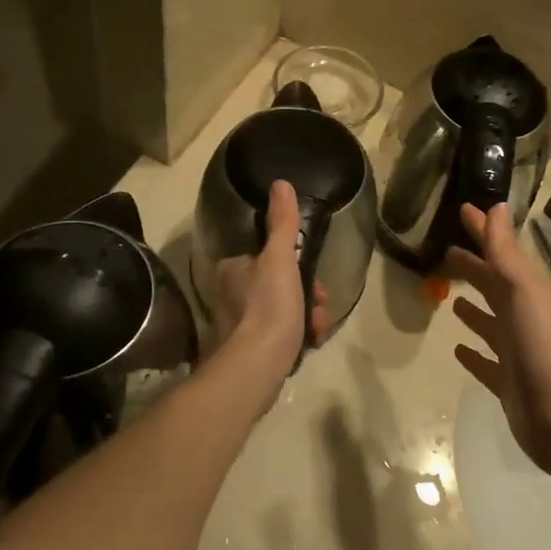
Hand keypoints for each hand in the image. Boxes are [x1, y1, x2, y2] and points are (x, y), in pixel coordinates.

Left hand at [211, 180, 331, 373]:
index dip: (297, 266)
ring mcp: (239, 325)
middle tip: (320, 303)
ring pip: (284, 311)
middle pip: (280, 285)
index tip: (313, 277)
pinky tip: (310, 342)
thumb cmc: (269, 306)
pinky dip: (299, 336)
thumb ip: (283, 223)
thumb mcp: (280, 258)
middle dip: (307, 295)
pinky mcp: (250, 350)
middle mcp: (230, 295)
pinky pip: (281, 335)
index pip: (269, 258)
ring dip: (308, 316)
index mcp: (232, 270)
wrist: (257, 366)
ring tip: (318, 327)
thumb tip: (280, 183)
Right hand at [444, 203, 550, 479]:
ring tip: (451, 297)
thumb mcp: (523, 290)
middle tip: (447, 253)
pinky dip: (473, 353)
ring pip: (490, 322)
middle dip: (474, 268)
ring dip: (474, 308)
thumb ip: (506, 252)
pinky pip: (485, 362)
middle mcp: (523, 317)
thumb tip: (496, 207)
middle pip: (494, 285)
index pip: (501, 252)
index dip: (483, 231)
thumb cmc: (541, 345)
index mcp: (527, 292)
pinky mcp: (507, 381)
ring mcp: (516, 350)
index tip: (463, 211)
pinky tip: (457, 349)